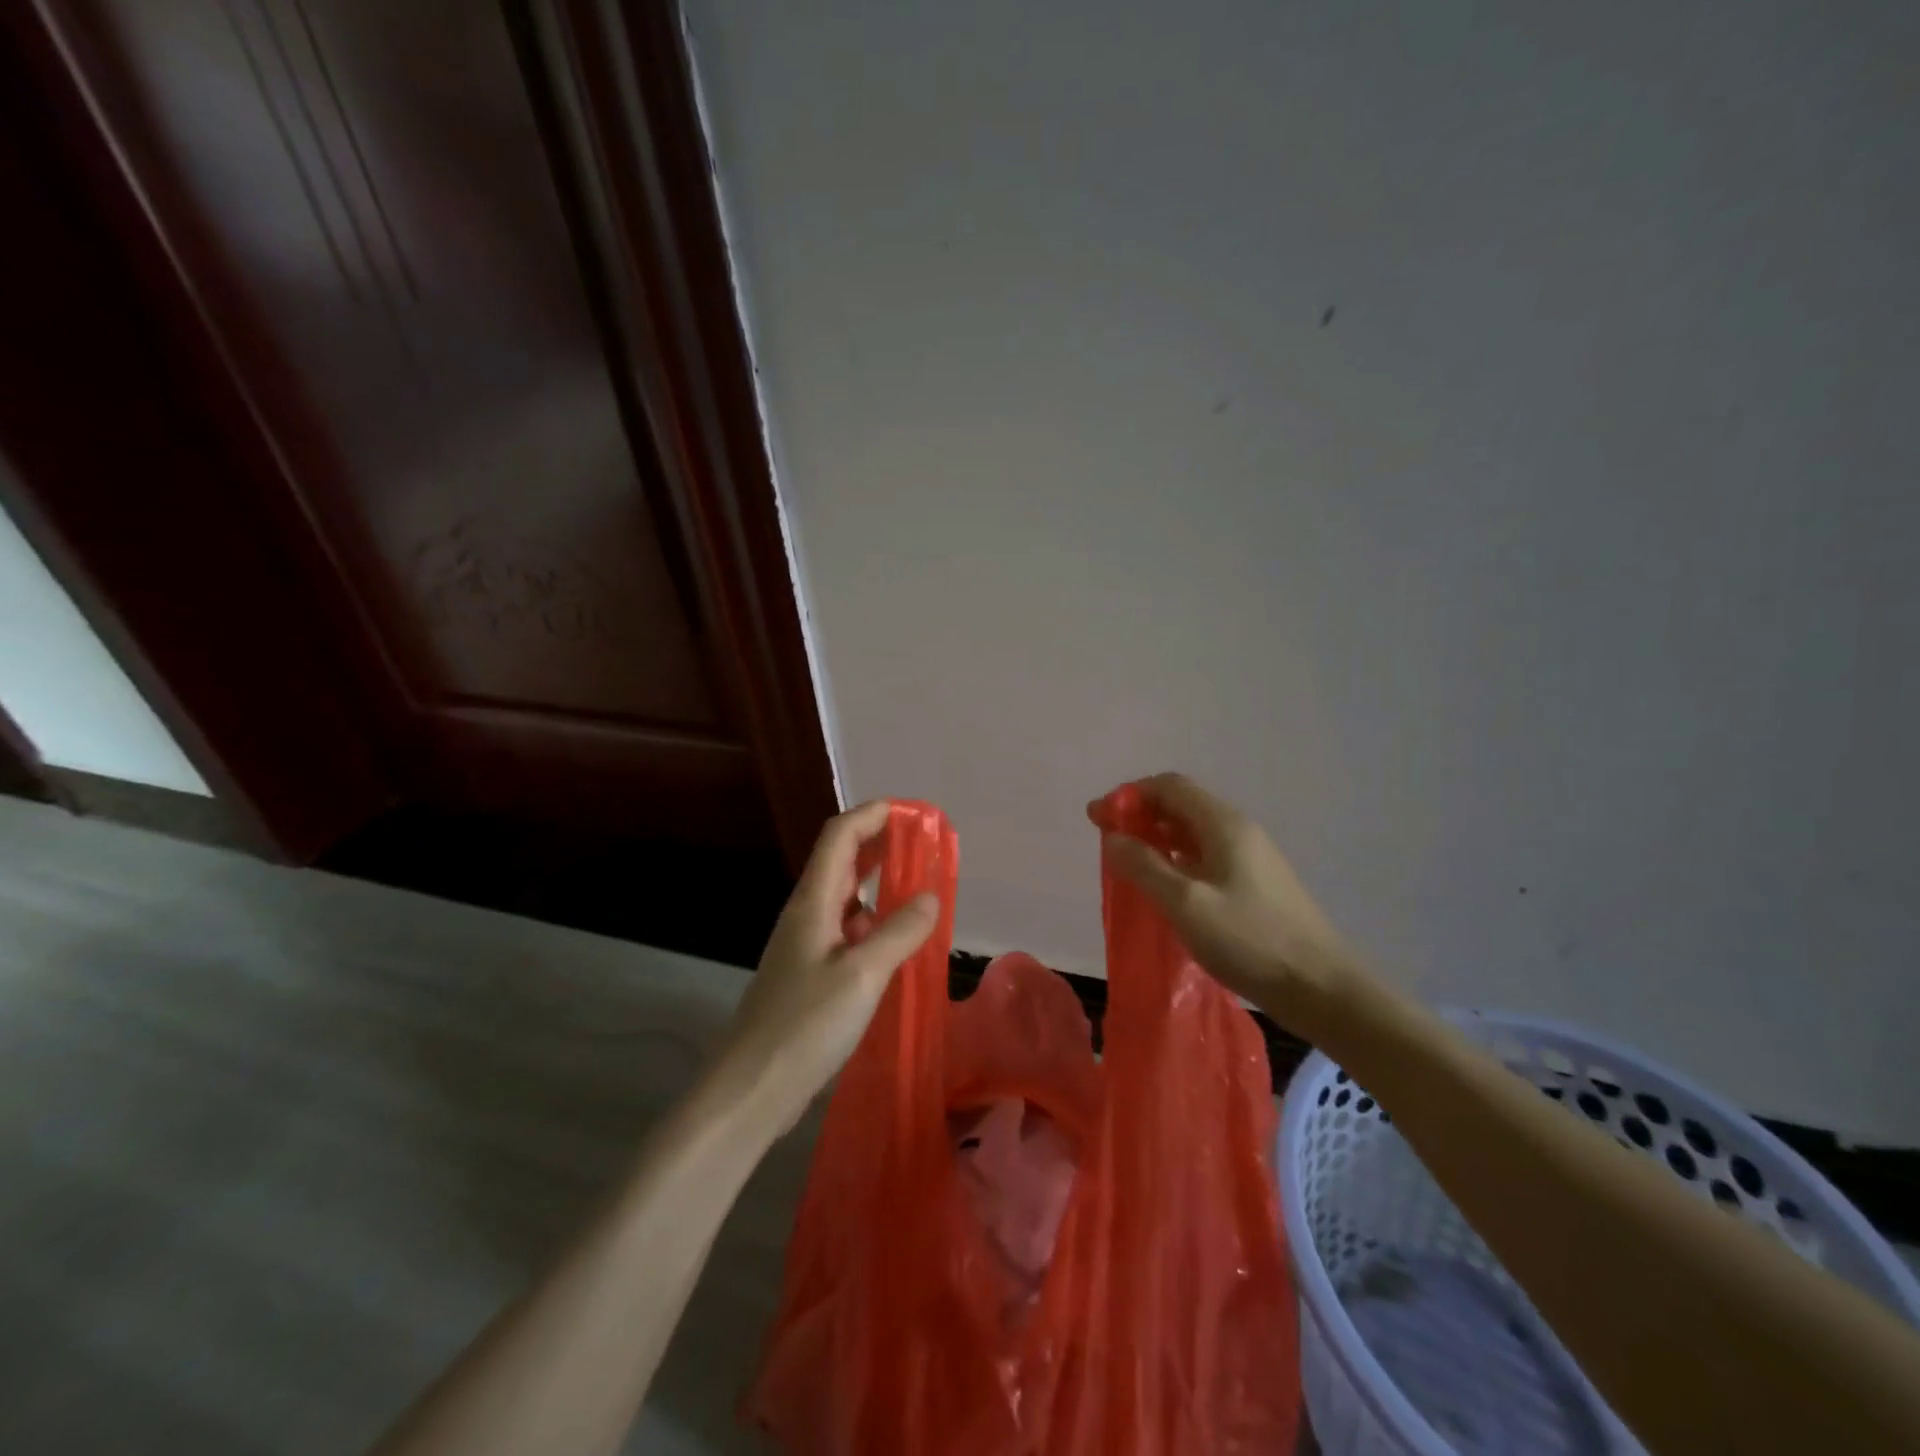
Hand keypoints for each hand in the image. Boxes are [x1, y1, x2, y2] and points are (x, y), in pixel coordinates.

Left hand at [711, 801, 937, 1126]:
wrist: (751, 1089)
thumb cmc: (805, 1025)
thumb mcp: (863, 975)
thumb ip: (900, 932)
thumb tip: (931, 894)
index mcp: (813, 902)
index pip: (839, 836)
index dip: (872, 815)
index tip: (911, 812)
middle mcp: (806, 915)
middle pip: (841, 862)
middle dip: (879, 845)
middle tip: (923, 846)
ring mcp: (805, 946)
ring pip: (846, 900)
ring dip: (879, 886)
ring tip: (920, 891)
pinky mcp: (809, 976)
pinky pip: (847, 933)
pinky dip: (874, 925)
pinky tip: (896, 945)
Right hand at [1089, 772, 1365, 1027]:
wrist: (1321, 988)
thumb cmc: (1249, 939)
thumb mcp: (1185, 903)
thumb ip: (1144, 866)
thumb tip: (1112, 837)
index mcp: (1223, 823)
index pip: (1169, 786)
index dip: (1129, 795)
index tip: (1097, 819)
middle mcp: (1238, 830)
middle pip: (1181, 804)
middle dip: (1140, 815)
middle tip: (1107, 842)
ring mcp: (1251, 856)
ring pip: (1193, 832)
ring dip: (1157, 838)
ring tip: (1128, 864)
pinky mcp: (1255, 883)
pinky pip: (1206, 855)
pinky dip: (1177, 859)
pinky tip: (1165, 887)